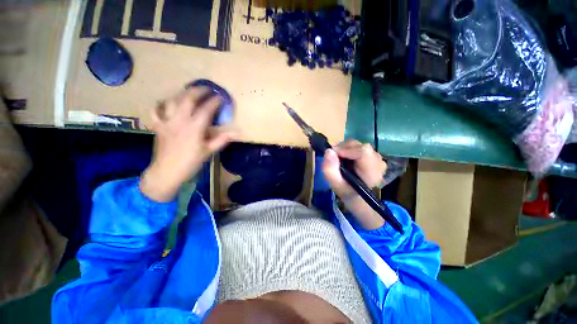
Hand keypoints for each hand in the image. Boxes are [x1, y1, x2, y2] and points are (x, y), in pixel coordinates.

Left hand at [140, 87, 235, 201]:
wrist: (167, 172)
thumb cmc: (191, 162)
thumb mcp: (209, 151)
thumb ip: (222, 139)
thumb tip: (236, 132)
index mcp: (195, 128)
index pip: (206, 109)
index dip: (215, 101)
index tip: (221, 97)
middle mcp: (180, 120)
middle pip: (188, 99)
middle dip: (199, 91)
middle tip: (207, 88)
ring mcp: (167, 121)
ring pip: (172, 100)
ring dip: (182, 93)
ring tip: (190, 92)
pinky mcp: (158, 125)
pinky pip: (155, 110)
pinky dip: (160, 104)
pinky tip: (166, 103)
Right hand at [322, 140, 387, 228]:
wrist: (358, 195)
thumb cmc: (347, 191)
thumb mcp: (336, 185)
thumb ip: (330, 170)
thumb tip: (328, 151)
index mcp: (372, 172)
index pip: (363, 151)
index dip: (345, 149)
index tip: (333, 155)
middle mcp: (378, 162)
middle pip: (358, 146)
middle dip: (342, 149)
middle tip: (333, 158)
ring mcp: (377, 157)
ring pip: (357, 145)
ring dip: (344, 149)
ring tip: (339, 160)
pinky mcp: (373, 154)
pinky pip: (358, 146)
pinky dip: (348, 150)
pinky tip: (345, 159)